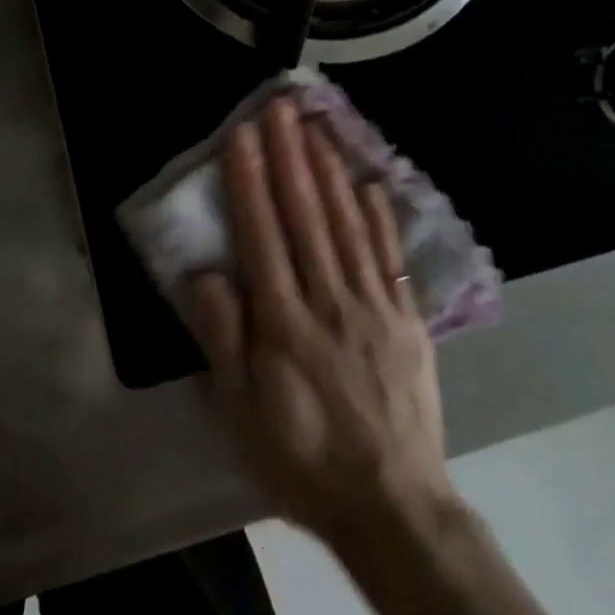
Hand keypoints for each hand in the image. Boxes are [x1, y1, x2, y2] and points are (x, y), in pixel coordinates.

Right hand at [186, 99, 455, 550]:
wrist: (392, 506)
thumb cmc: (302, 458)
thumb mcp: (241, 413)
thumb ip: (224, 340)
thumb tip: (208, 275)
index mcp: (284, 323)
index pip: (263, 234)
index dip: (250, 181)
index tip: (244, 135)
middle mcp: (328, 301)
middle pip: (306, 216)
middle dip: (291, 156)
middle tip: (282, 108)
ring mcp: (373, 306)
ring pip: (348, 225)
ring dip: (330, 171)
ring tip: (317, 128)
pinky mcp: (406, 319)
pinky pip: (388, 257)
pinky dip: (379, 215)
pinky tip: (369, 181)